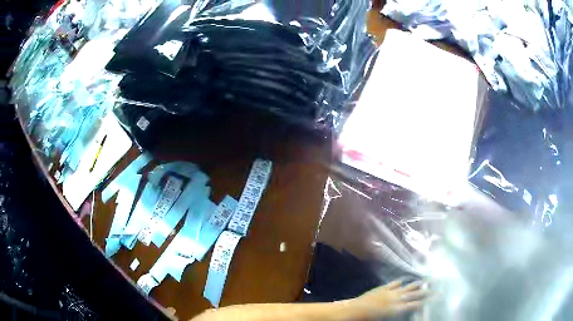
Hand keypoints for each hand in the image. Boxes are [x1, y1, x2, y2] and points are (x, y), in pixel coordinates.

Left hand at [348, 280, 429, 318]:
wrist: (356, 310)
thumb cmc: (369, 319)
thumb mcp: (386, 318)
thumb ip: (399, 313)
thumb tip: (407, 309)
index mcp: (398, 308)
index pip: (416, 304)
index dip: (426, 301)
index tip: (436, 298)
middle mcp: (397, 299)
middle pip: (415, 294)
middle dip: (427, 292)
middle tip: (437, 289)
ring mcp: (390, 292)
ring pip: (406, 287)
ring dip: (415, 285)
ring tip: (424, 281)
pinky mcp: (382, 288)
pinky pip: (393, 284)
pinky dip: (399, 283)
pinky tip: (402, 281)